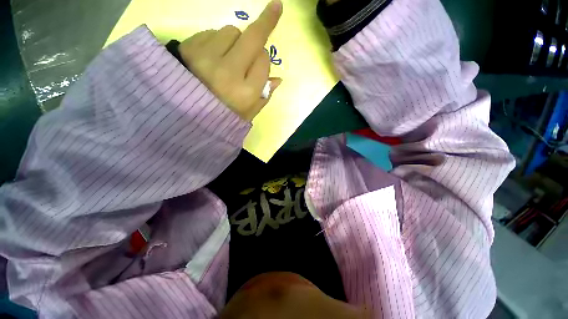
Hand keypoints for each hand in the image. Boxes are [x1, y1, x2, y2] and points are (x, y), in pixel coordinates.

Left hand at [179, 0, 282, 120]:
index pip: (264, 62)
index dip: (264, 61)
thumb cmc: (222, 116)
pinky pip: (211, 32)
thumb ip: (264, 97)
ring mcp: (206, 58)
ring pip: (232, 31)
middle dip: (266, 22)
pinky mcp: (189, 48)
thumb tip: (278, 79)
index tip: (260, 65)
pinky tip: (213, 56)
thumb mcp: (247, 114)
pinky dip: (217, 40)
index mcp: (245, 93)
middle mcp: (228, 73)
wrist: (184, 115)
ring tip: (227, 58)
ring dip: (235, 40)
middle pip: (252, 38)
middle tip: (275, 8)